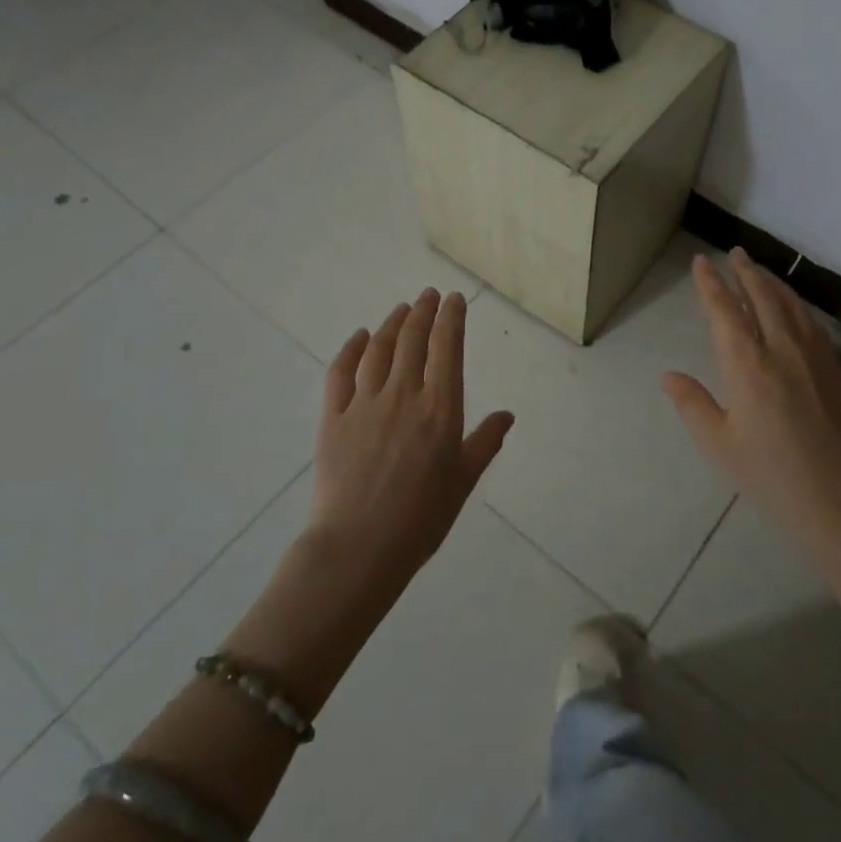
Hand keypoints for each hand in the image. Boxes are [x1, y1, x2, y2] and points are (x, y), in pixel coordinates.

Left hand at [311, 289, 514, 587]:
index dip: (451, 318)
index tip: (454, 299)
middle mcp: (403, 395)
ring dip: (392, 323)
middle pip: (413, 340)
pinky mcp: (333, 418)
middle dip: (423, 311)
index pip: (447, 348)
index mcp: (440, 408)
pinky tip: (360, 337)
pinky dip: (351, 349)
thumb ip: (484, 442)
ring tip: (402, 308)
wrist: (359, 546)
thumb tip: (507, 415)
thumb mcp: (463, 481)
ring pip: (379, 349)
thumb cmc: (421, 518)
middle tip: (428, 295)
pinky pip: (340, 373)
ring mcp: (364, 404)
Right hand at [663, 249, 840, 548]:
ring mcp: (814, 356)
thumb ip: (692, 403)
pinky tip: (794, 308)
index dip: (711, 284)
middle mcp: (781, 349)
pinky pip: (812, 323)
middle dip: (745, 272)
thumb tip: (669, 375)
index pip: (725, 311)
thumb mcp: (719, 443)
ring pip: (790, 305)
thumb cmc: (770, 473)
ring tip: (760, 271)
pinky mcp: (836, 369)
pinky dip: (796, 305)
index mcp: (747, 365)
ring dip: (772, 283)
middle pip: (762, 297)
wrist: (839, 497)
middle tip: (735, 252)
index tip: (701, 262)